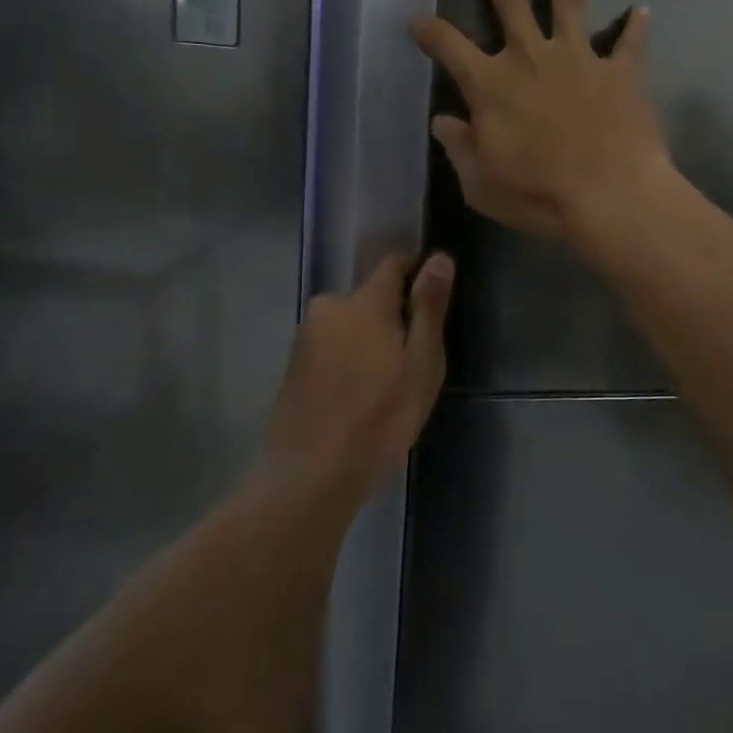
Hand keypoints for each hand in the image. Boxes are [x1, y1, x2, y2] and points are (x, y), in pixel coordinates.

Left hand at [265, 252, 453, 500]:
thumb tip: (439, 258)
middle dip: (391, 317)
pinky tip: (355, 397)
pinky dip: (346, 360)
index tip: (431, 306)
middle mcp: (330, 307)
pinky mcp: (292, 365)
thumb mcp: (422, 363)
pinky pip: (330, 347)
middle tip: (409, 362)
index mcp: (365, 301)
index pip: (394, 264)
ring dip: (367, 341)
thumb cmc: (381, 417)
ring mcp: (306, 337)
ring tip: (383, 386)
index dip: (416, 276)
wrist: (311, 475)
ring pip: (348, 324)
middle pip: (370, 298)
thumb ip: (429, 307)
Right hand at [411, 0, 673, 248]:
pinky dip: (636, 27)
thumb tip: (443, 122)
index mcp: (491, 84)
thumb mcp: (481, 184)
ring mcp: (579, 59)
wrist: (610, 198)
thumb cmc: (538, 196)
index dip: (429, 31)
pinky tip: (643, 9)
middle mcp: (531, 57)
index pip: (449, 47)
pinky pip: (629, 44)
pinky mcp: (620, 72)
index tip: (418, 20)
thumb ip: (460, 148)